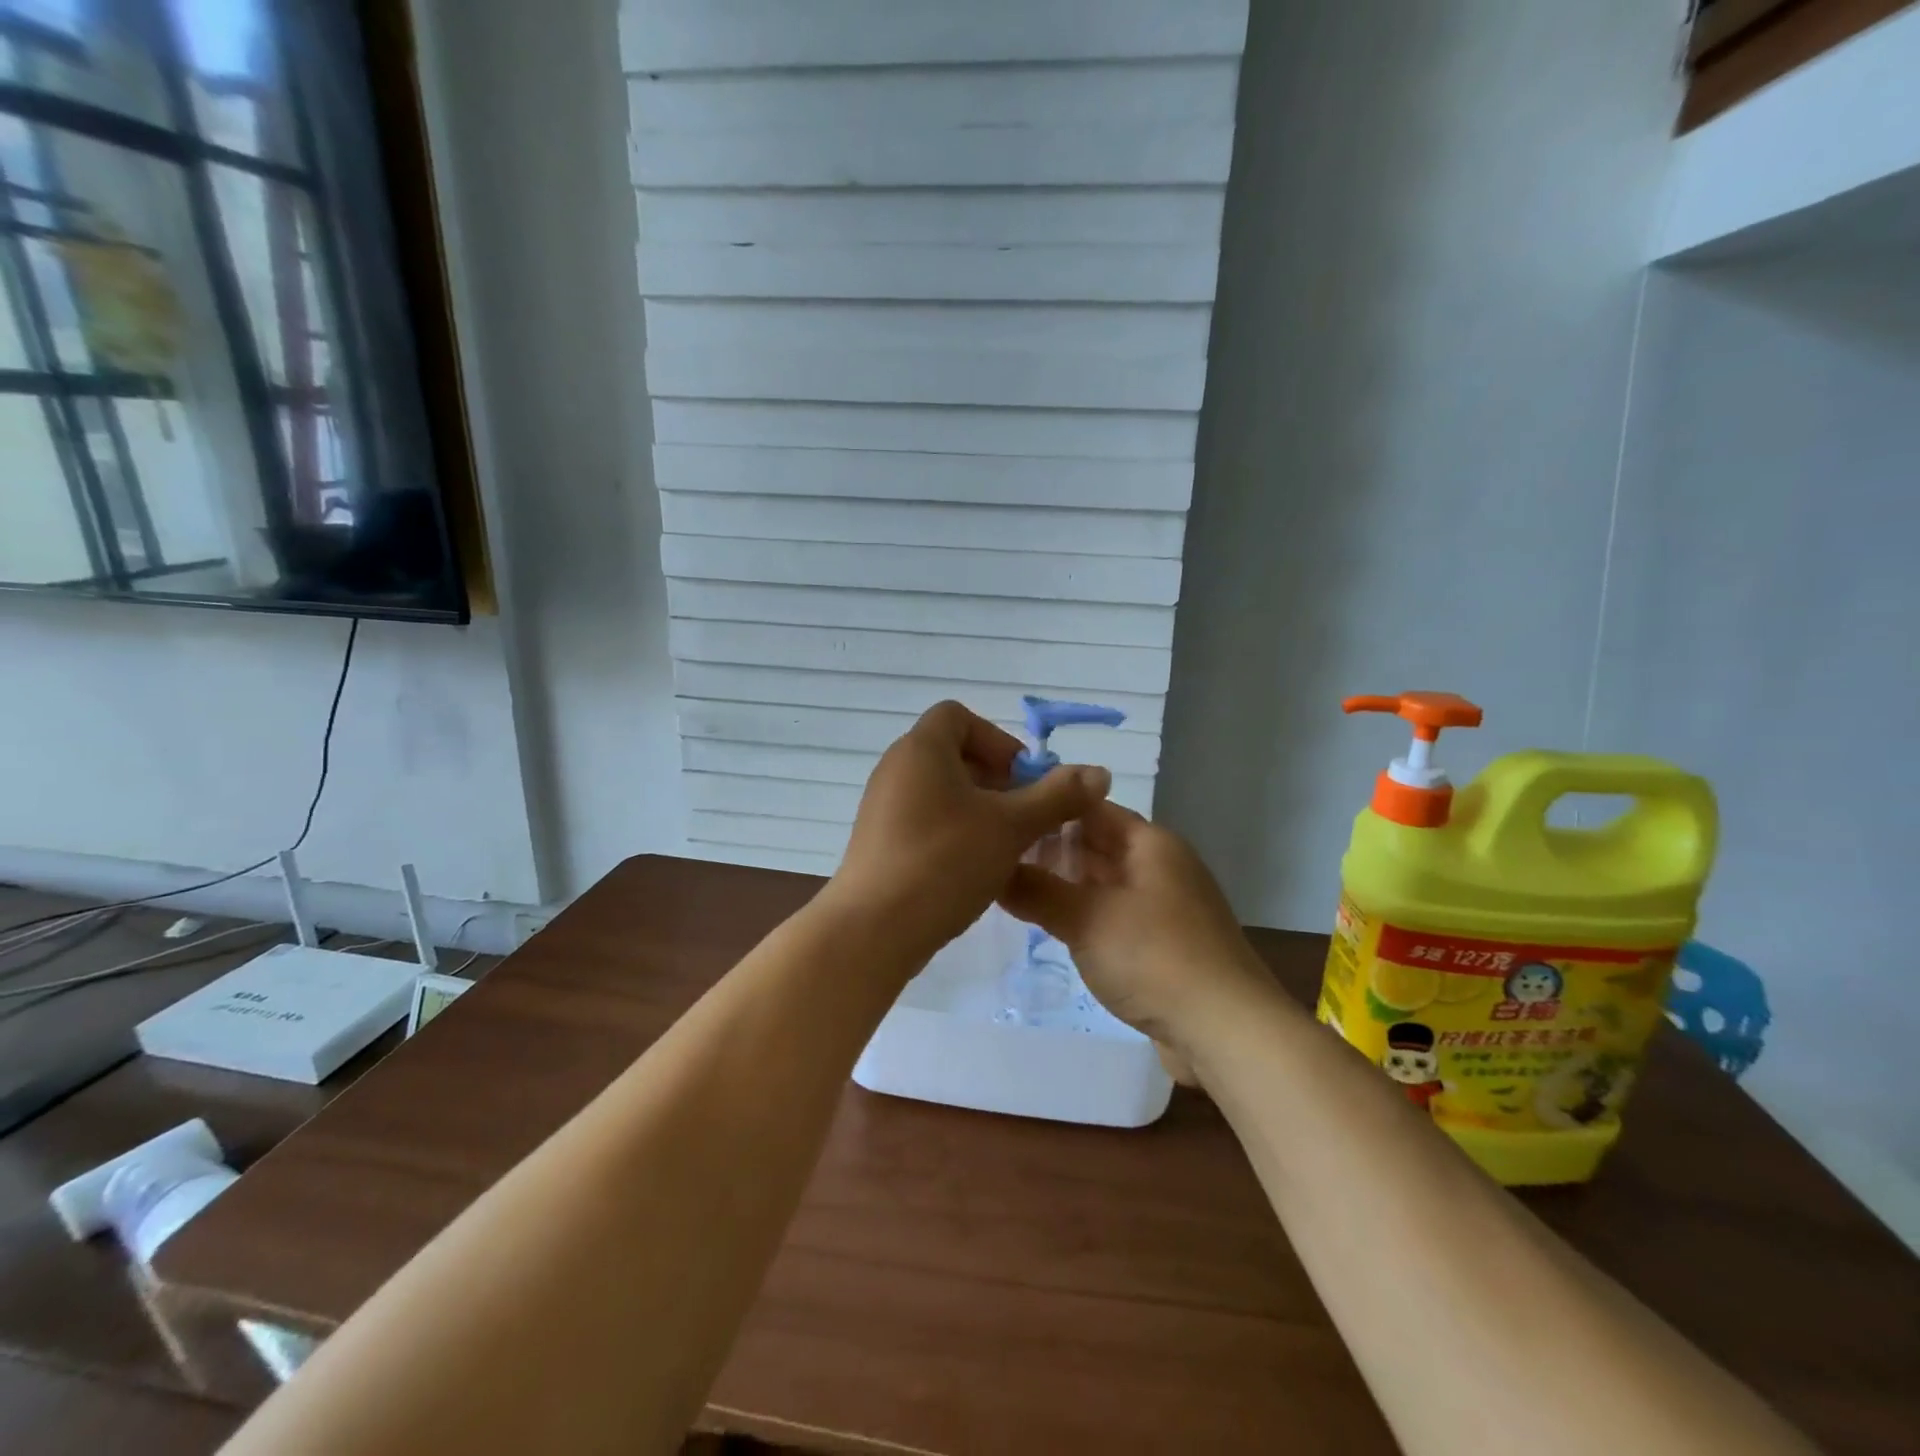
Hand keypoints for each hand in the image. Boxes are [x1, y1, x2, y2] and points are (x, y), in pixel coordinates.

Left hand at [825, 701, 1111, 966]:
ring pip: (940, 791)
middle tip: (1022, 816)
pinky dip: (953, 831)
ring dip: (978, 809)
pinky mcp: (878, 842)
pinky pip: (923, 820)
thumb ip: (1057, 796)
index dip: (997, 739)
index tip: (1022, 779)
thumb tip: (1099, 772)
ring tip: (1005, 845)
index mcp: (921, 749)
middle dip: (995, 780)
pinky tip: (974, 868)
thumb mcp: (1011, 826)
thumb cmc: (945, 862)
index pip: (958, 716)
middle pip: (952, 754)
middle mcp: (896, 769)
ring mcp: (882, 807)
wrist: (874, 929)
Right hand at [998, 803, 1272, 1050]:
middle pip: (1096, 844)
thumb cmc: (1155, 958)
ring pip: (1103, 883)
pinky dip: (1084, 916)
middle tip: (997, 857)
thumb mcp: (1085, 918)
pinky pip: (1114, 916)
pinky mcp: (1164, 944)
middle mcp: (1160, 866)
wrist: (1227, 1031)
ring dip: (1065, 885)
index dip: (1047, 807)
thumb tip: (990, 868)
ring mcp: (1165, 907)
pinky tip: (1053, 928)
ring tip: (1015, 890)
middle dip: (1050, 848)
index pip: (1089, 806)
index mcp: (1149, 843)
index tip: (1002, 815)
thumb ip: (1035, 889)